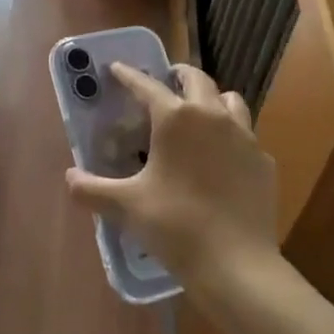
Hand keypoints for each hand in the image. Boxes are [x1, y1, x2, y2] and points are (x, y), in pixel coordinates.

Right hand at [63, 62, 277, 299]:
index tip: (117, 68)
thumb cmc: (176, 226)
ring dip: (212, 98)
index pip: (147, 85)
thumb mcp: (127, 206)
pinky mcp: (263, 160)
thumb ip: (92, 189)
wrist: (237, 265)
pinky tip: (223, 157)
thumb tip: (69, 178)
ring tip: (199, 113)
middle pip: (196, 79)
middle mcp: (212, 115)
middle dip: (178, 75)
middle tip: (165, 82)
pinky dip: (232, 136)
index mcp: (176, 118)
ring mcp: (244, 136)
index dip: (129, 75)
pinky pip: (246, 135)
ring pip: (229, 100)